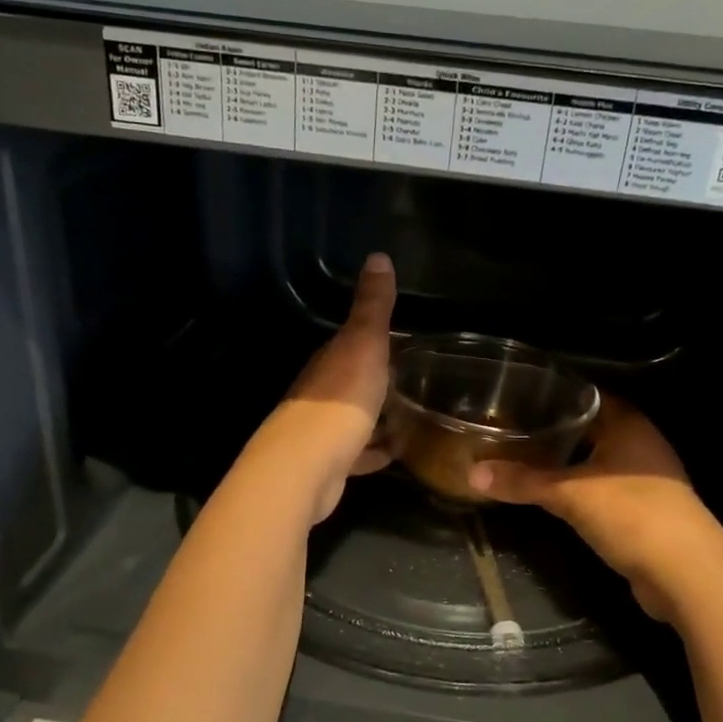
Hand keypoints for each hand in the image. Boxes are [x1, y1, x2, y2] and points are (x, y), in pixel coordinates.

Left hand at [254, 253, 396, 522]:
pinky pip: (359, 453)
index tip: (404, 340)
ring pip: (355, 417)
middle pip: (352, 380)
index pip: (350, 342)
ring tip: (413, 415)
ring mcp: (323, 430)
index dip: (374, 339)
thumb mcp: (363, 344)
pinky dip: (375, 451)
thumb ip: (372, 306)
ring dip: (378, 415)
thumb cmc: (340, 399)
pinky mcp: (331, 464)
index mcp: (329, 361)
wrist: (306, 466)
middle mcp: (321, 392)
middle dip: (378, 379)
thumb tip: (377, 255)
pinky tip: (397, 453)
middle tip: (415, 378)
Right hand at [467, 399, 719, 621]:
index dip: (555, 397)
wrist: (686, 574)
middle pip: (591, 429)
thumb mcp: (569, 494)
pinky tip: (555, 497)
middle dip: (555, 432)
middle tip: (513, 431)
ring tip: (525, 461)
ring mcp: (647, 478)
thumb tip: (472, 473)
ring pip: (598, 461)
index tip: (518, 399)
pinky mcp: (646, 511)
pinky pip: (605, 490)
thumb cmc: (631, 514)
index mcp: (628, 424)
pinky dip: (582, 490)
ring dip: (568, 464)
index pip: (586, 397)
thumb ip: (522, 481)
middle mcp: (641, 443)